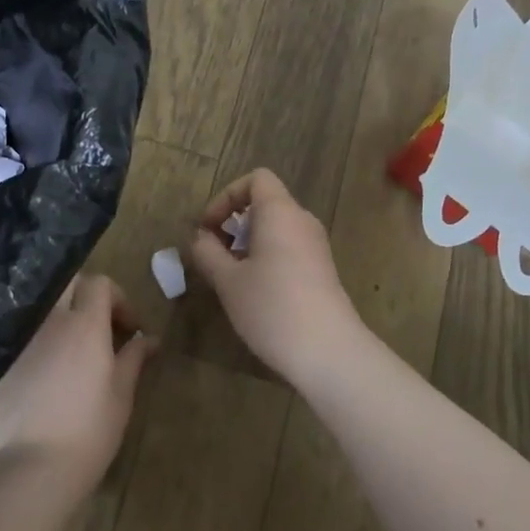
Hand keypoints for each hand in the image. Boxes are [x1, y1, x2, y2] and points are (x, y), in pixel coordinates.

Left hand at [0, 274, 154, 489]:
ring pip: (45, 306)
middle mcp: (51, 320)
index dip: (118, 298)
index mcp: (85, 324)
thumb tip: (149, 338)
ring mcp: (23, 338)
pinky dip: (42, 338)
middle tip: (102, 327)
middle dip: (87, 296)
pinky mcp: (4, 359)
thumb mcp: (121, 393)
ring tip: (76, 348)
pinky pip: (26, 332)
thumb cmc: (90, 429)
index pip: (99, 283)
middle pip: (68, 284)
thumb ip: (134, 357)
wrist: (34, 464)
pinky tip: (50, 370)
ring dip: (63, 316)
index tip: (129, 328)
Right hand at [187, 169, 363, 384]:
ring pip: (276, 229)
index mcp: (280, 212)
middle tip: (213, 254)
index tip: (209, 227)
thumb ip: (208, 253)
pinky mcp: (322, 271)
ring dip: (247, 243)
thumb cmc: (272, 307)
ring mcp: (316, 247)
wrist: (329, 351)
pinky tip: (254, 291)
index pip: (256, 179)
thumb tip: (201, 239)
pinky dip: (266, 257)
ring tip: (229, 276)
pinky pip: (288, 248)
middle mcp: (302, 221)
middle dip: (233, 223)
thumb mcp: (228, 281)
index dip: (227, 196)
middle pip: (265, 204)